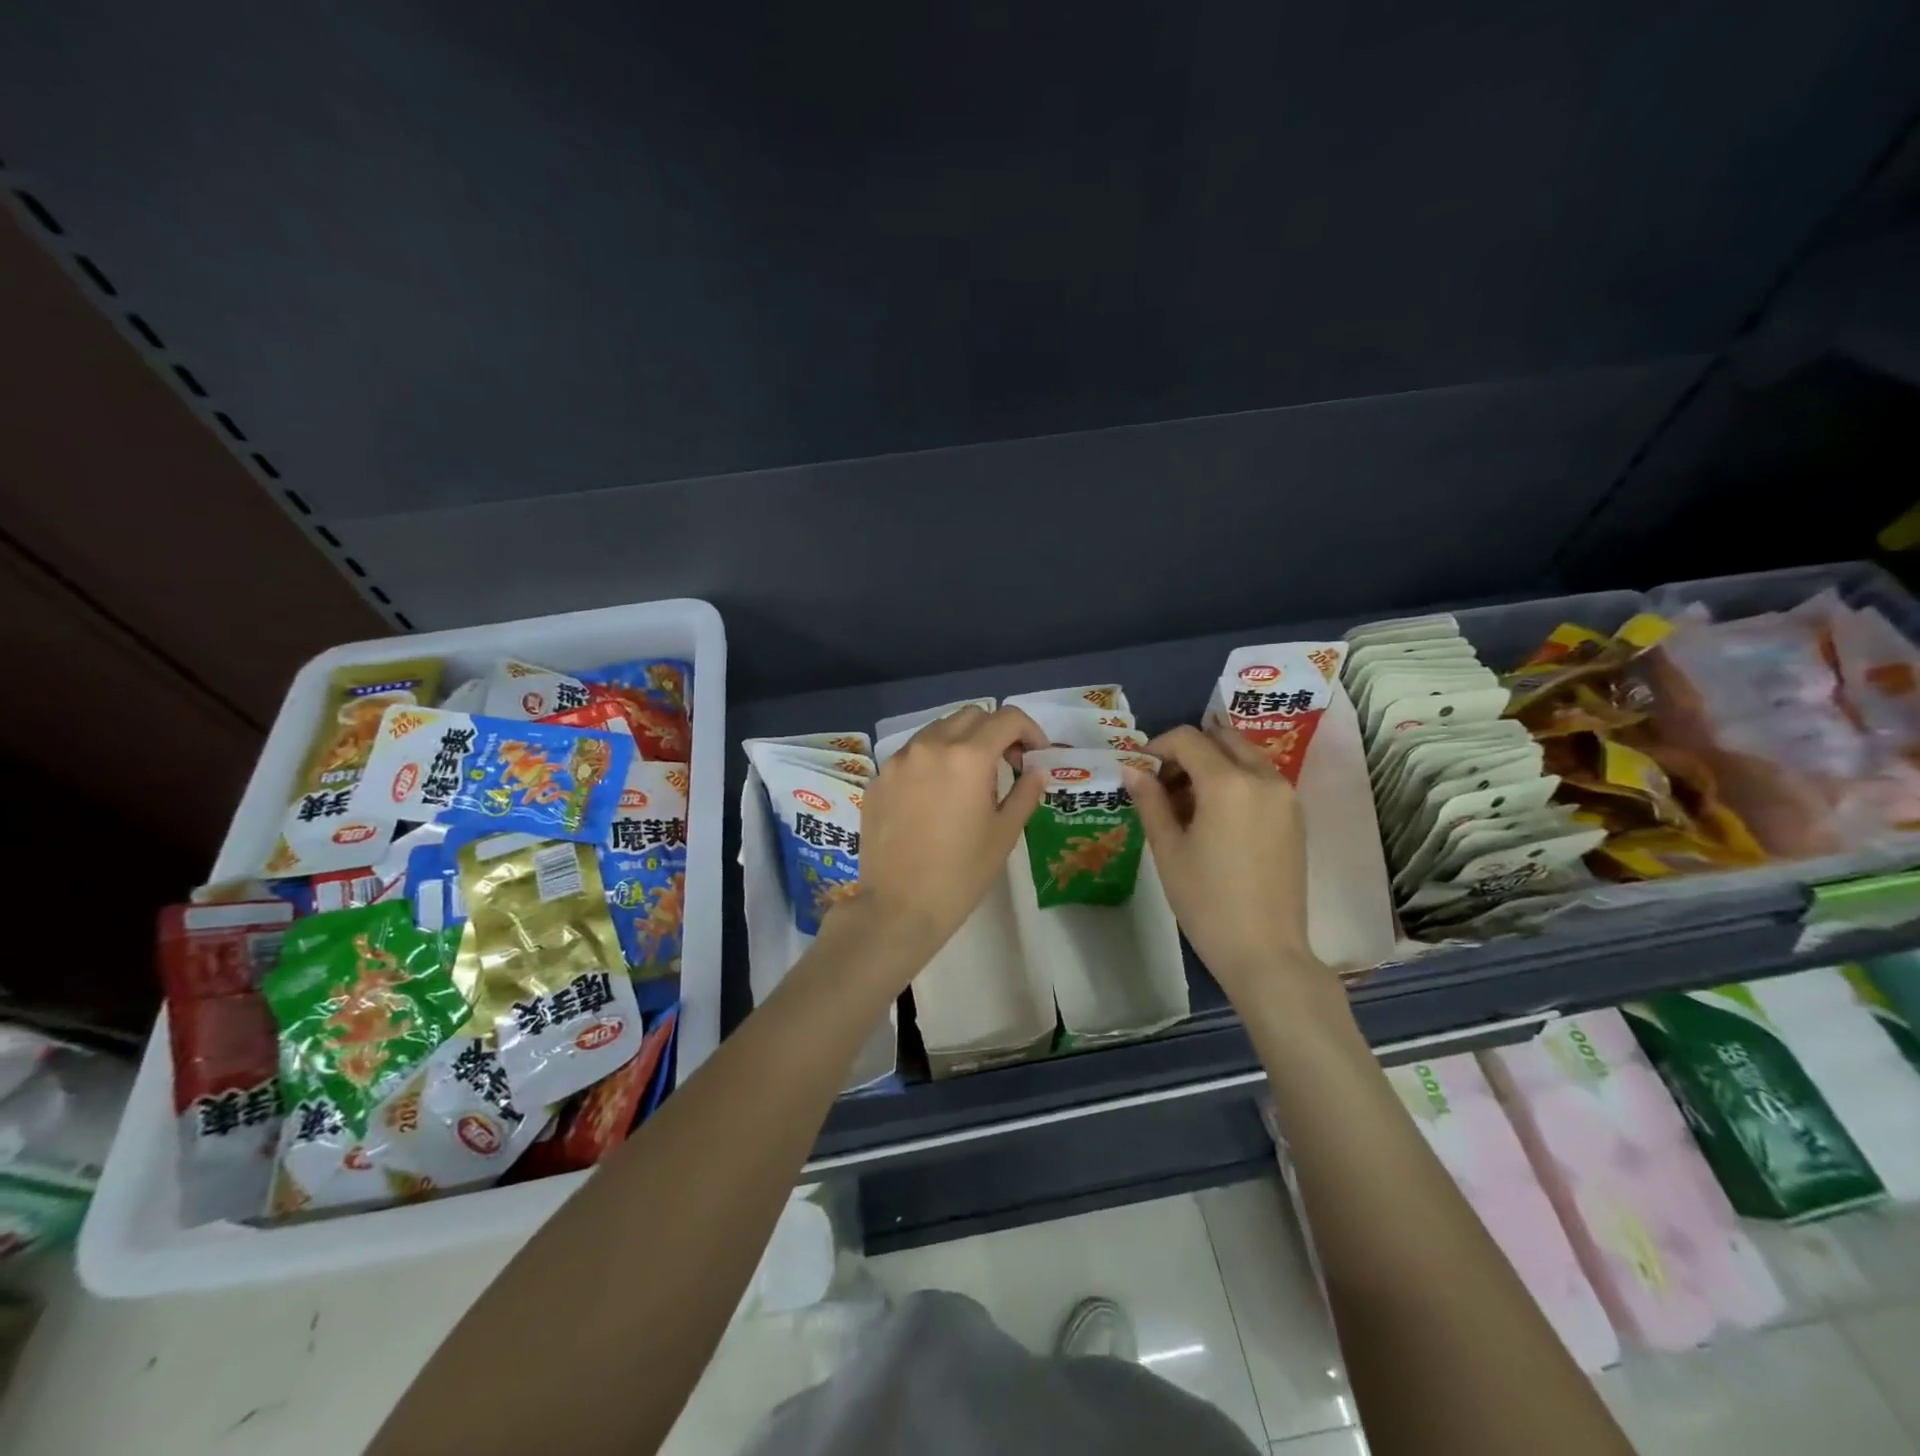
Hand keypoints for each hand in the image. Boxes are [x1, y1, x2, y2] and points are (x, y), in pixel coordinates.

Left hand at [834, 705, 1047, 979]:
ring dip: (962, 741)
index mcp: (968, 757)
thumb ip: (1025, 792)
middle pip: (972, 716)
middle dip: (995, 732)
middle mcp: (930, 746)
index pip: (1007, 718)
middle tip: (1007, 764)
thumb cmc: (961, 874)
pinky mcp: (878, 778)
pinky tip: (935, 796)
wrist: (898, 907)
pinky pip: (912, 754)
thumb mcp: (1004, 834)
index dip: (1029, 730)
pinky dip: (932, 761)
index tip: (1035, 755)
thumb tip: (1035, 770)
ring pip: (938, 730)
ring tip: (970, 779)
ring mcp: (898, 760)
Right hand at [1125, 723, 1328, 1004]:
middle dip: (1188, 751)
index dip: (1158, 747)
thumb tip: (1132, 770)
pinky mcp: (1295, 816)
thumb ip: (1150, 801)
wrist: (1265, 951)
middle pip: (1222, 738)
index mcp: (1228, 782)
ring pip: (1244, 756)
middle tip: (1163, 783)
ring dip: (1212, 764)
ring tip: (1186, 804)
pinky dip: (1234, 780)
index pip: (1188, 739)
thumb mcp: (1168, 850)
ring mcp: (1285, 796)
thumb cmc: (1206, 901)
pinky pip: (1260, 779)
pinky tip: (1214, 818)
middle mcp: (1263, 778)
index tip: (1140, 770)